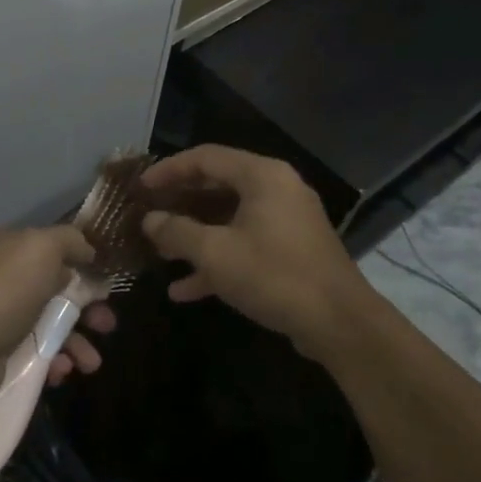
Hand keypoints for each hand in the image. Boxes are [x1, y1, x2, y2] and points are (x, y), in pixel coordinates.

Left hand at [0, 226, 114, 403]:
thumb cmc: (0, 293)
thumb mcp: (40, 248)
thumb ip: (69, 241)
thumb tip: (88, 249)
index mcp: (7, 247)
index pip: (52, 248)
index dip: (83, 263)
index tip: (108, 283)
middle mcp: (2, 278)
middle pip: (56, 289)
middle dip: (87, 308)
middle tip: (108, 325)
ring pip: (50, 325)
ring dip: (77, 342)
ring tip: (91, 363)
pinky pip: (36, 355)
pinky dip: (55, 362)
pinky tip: (63, 373)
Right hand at [139, 145, 370, 359]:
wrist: (340, 323)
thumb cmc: (274, 276)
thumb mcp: (215, 254)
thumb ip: (177, 232)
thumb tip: (149, 220)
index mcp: (262, 176)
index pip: (205, 157)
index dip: (168, 170)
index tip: (141, 187)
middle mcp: (276, 189)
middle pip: (217, 185)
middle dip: (180, 203)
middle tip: (148, 214)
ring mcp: (286, 221)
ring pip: (229, 217)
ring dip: (194, 234)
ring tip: (160, 252)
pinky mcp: (290, 250)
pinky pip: (245, 243)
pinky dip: (217, 259)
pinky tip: (185, 288)